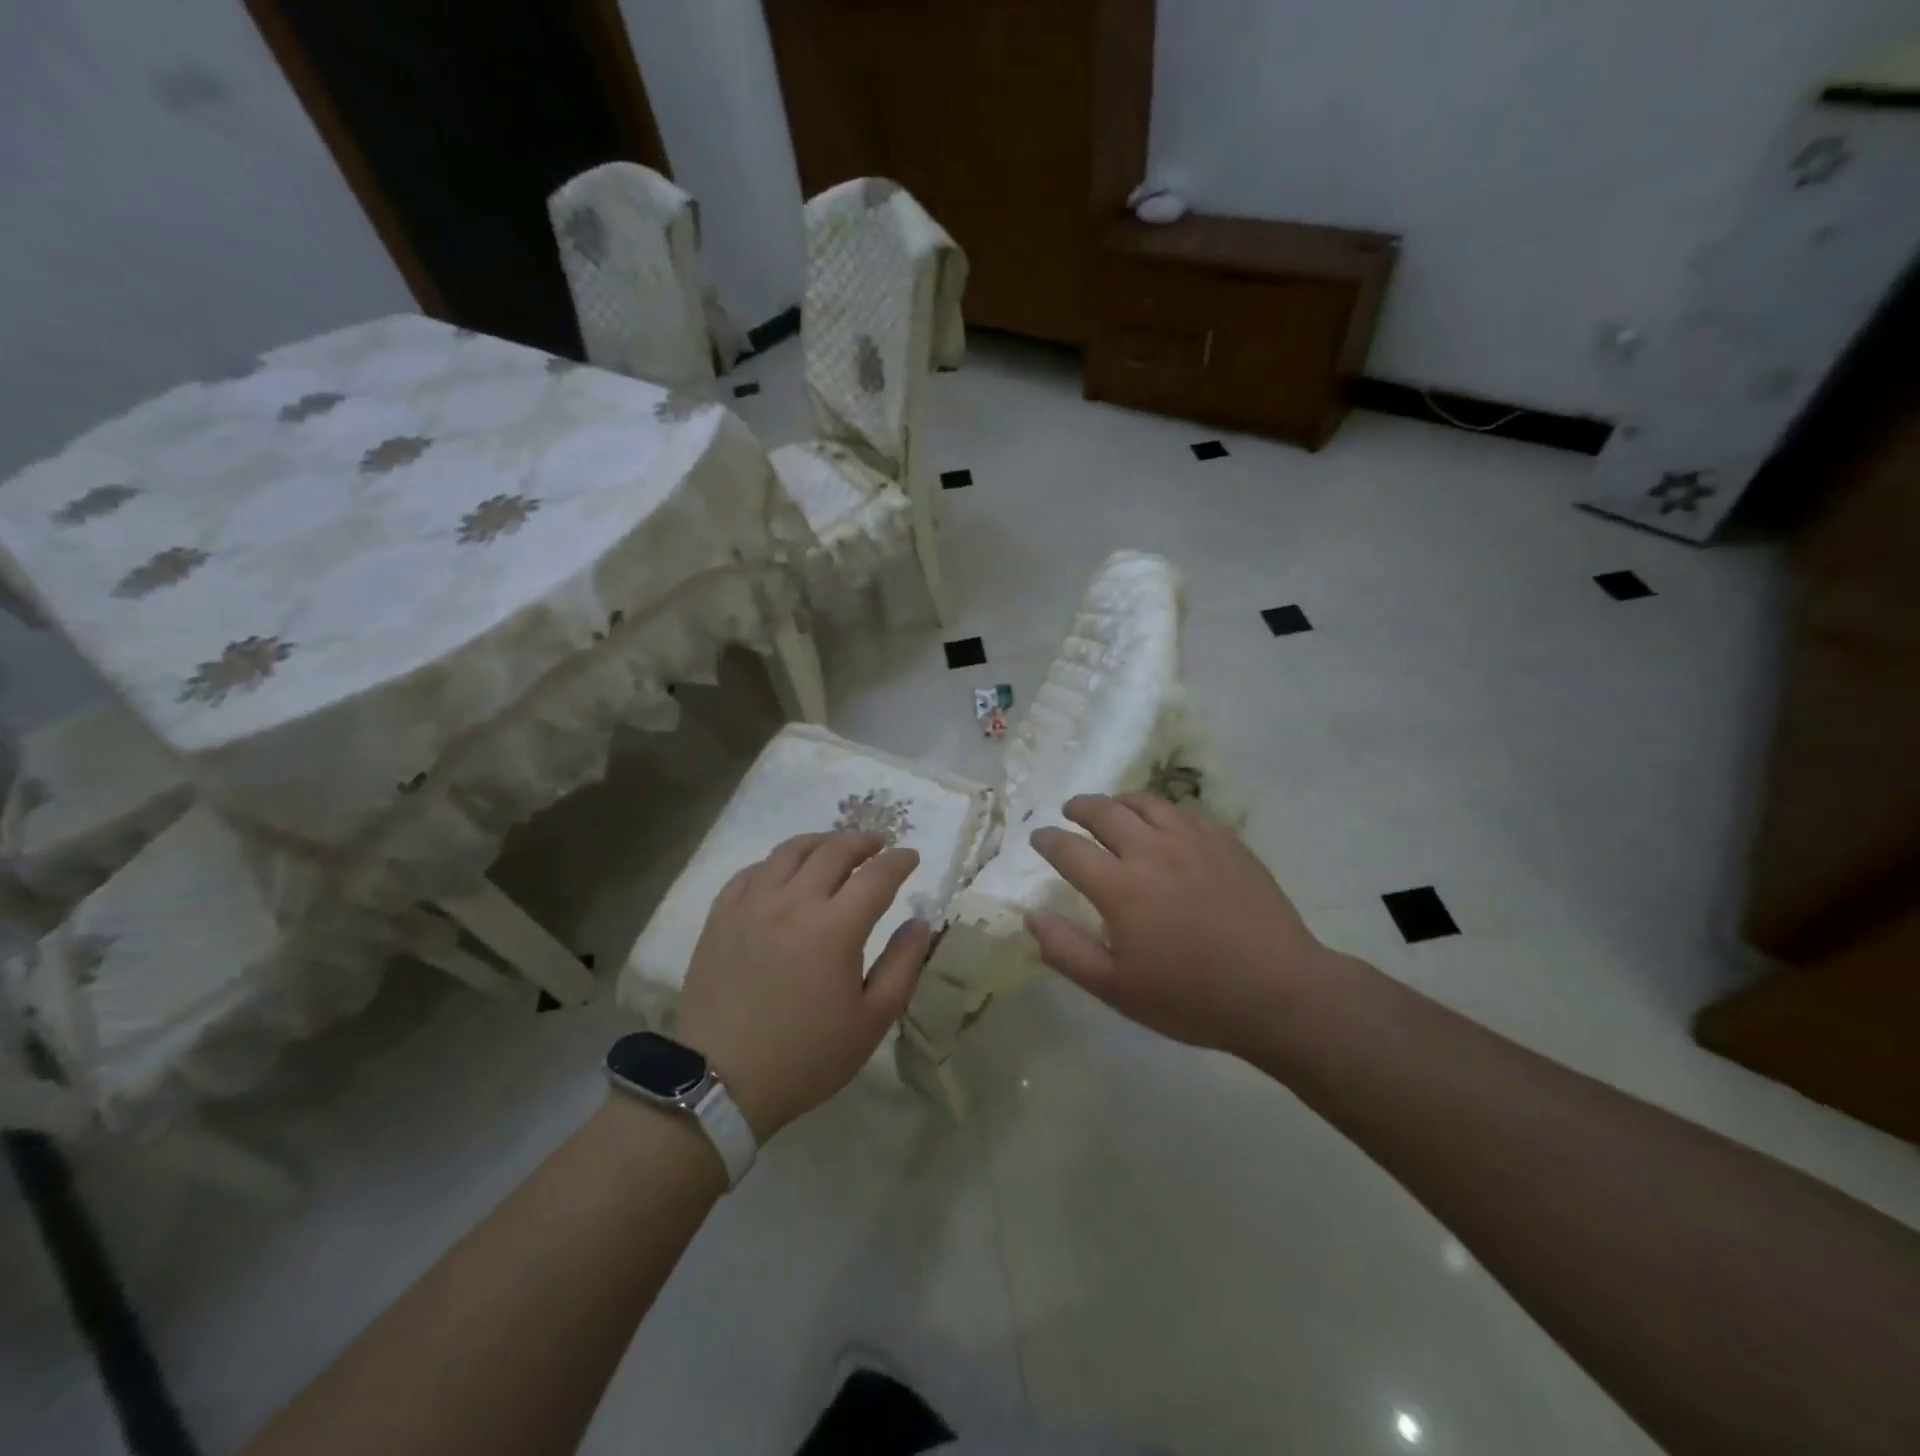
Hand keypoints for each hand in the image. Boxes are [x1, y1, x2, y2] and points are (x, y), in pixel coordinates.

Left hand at [672, 831, 929, 1139]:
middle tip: (877, 846)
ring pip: (790, 851)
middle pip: (834, 850)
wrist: (720, 1081)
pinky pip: (752, 871)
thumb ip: (902, 966)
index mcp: (836, 928)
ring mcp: (752, 904)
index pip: (877, 875)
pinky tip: (784, 874)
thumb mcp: (871, 1021)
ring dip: (821, 843)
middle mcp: (794, 902)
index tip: (911, 857)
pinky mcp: (721, 915)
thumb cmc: (806, 1056)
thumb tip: (920, 924)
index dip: (899, 861)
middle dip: (863, 841)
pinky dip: (777, 864)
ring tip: (834, 849)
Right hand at [1027, 794, 1342, 1057]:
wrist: (1279, 991)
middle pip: (1104, 811)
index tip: (1038, 838)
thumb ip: (1066, 950)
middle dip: (1079, 808)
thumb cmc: (1192, 998)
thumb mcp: (1117, 989)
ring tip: (1111, 808)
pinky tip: (1162, 823)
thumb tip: (1031, 915)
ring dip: (1118, 801)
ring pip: (1144, 802)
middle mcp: (1151, 850)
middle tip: (1069, 811)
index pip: (1069, 848)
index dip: (1047, 840)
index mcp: (1120, 887)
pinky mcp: (1225, 841)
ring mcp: (1192, 840)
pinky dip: (1160, 810)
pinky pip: (1183, 811)